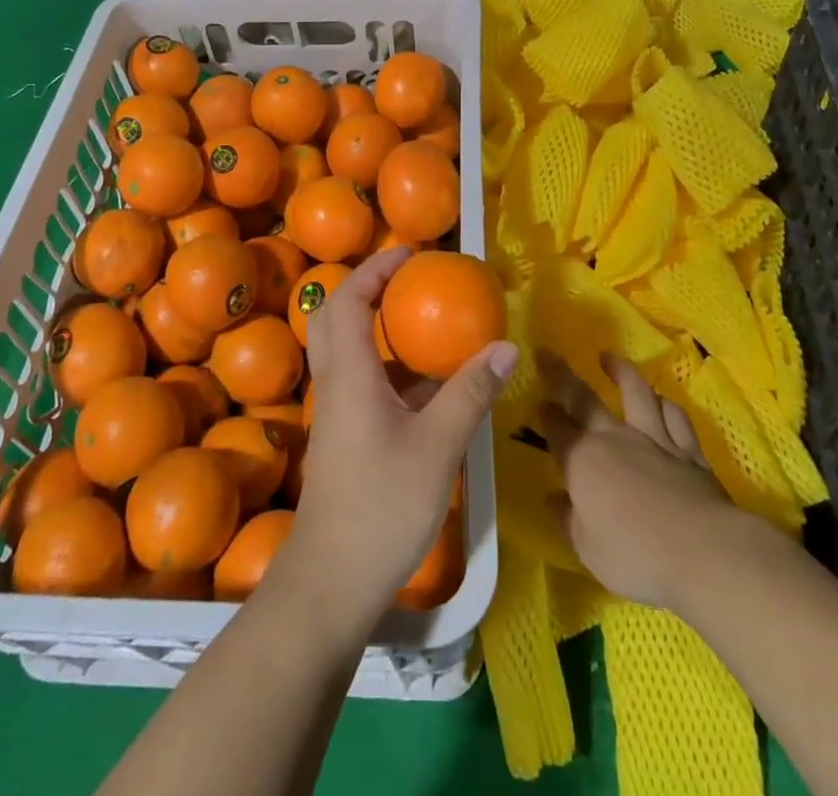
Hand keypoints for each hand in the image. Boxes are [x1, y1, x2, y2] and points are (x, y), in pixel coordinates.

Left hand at [283, 247, 515, 632]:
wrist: (331, 582)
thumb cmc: (382, 506)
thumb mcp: (438, 447)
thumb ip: (470, 393)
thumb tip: (505, 346)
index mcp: (349, 374)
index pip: (348, 299)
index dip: (375, 268)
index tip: (410, 254)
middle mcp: (334, 383)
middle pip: (334, 316)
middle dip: (368, 288)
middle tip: (408, 281)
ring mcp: (335, 412)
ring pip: (344, 349)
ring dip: (374, 325)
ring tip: (420, 323)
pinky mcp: (342, 436)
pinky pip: (358, 380)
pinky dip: (384, 364)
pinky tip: (423, 385)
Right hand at [540, 349, 746, 609]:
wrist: (704, 552)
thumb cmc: (635, 554)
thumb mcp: (588, 549)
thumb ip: (568, 520)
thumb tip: (553, 498)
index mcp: (583, 460)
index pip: (557, 429)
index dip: (547, 414)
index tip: (540, 401)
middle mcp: (614, 438)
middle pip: (584, 398)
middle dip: (562, 375)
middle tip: (549, 354)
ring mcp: (655, 440)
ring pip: (636, 393)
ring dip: (621, 371)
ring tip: (609, 357)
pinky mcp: (689, 451)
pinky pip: (676, 418)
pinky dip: (665, 405)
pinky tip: (661, 399)